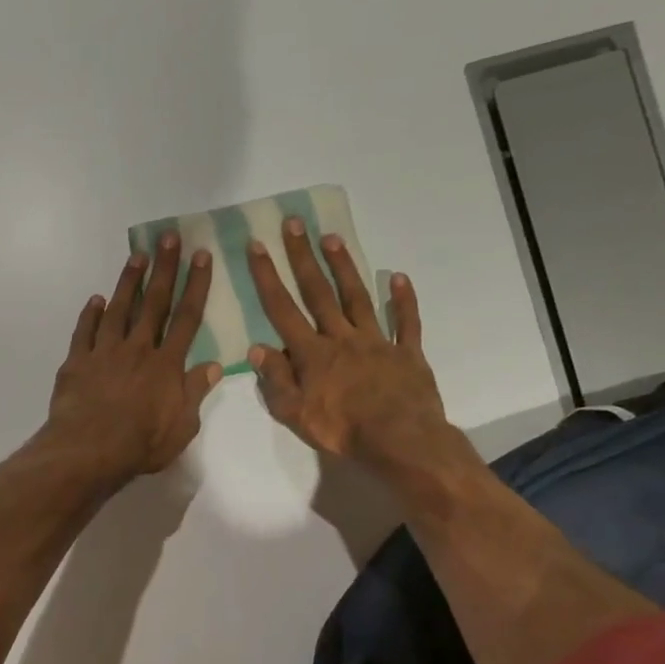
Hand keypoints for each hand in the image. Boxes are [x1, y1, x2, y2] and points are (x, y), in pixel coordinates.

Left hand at [45, 234, 222, 482]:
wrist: (89, 450)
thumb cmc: (141, 444)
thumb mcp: (182, 427)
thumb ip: (195, 393)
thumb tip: (214, 365)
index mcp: (166, 365)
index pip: (187, 318)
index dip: (196, 285)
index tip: (201, 256)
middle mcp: (137, 349)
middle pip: (154, 302)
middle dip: (164, 268)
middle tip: (169, 237)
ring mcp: (104, 352)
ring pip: (118, 309)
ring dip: (128, 281)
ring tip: (136, 256)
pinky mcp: (77, 362)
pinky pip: (84, 331)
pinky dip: (90, 314)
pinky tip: (95, 300)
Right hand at [246, 218, 459, 479]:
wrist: (400, 439)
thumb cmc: (342, 430)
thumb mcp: (295, 413)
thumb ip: (276, 379)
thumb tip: (257, 348)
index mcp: (312, 354)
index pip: (283, 309)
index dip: (267, 277)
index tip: (257, 246)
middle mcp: (342, 338)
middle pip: (318, 292)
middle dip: (303, 257)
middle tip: (294, 223)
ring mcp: (377, 341)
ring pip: (357, 297)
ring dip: (344, 266)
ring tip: (332, 238)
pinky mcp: (407, 352)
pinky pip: (406, 322)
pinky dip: (403, 299)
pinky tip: (399, 277)